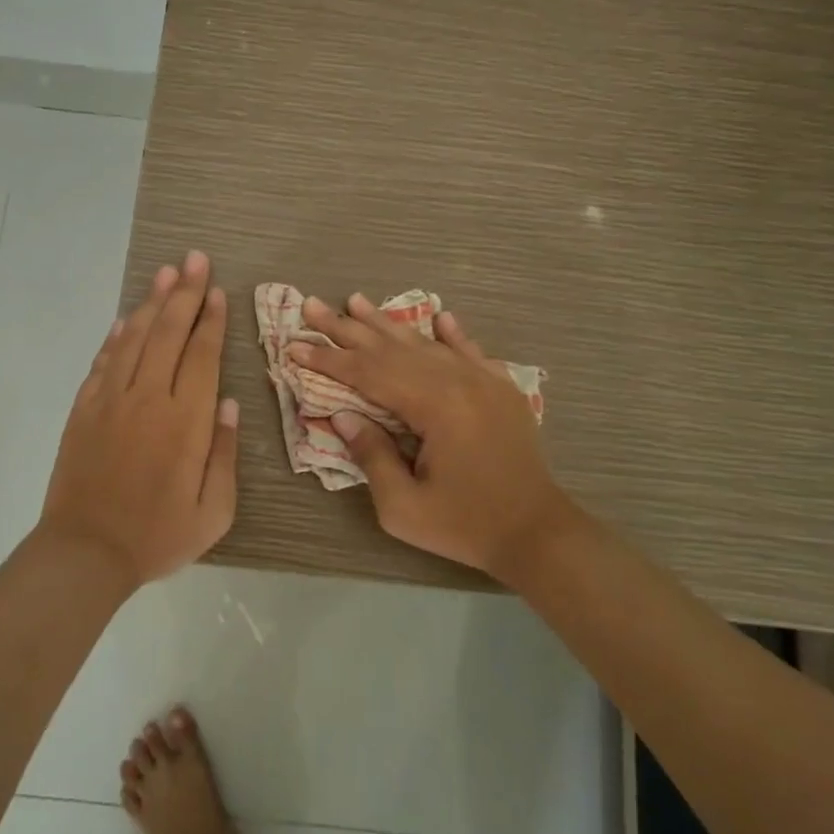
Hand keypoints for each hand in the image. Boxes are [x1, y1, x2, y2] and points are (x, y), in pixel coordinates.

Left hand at [39, 250, 239, 589]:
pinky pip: (104, 361)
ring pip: (135, 338)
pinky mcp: (84, 409)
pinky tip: (128, 319)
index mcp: (185, 421)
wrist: (85, 552)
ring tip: (166, 273)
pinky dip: (117, 336)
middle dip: (184, 293)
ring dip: (152, 303)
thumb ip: (224, 452)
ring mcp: (111, 400)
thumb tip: (227, 402)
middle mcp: (148, 399)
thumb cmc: (158, 536)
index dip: (210, 319)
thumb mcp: (214, 510)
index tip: (216, 291)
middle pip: (169, 333)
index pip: (201, 355)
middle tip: (195, 260)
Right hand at [289, 294, 579, 577]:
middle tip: (311, 305)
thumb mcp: (403, 506)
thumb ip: (371, 456)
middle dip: (347, 329)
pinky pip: (471, 351)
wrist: (539, 532)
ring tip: (356, 300)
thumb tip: (341, 415)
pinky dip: (452, 334)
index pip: (368, 374)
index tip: (294, 345)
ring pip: (425, 343)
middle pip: (391, 348)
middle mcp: (458, 381)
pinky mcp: (501, 390)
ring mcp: (483, 381)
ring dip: (388, 322)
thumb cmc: (465, 525)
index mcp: (434, 406)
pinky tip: (439, 316)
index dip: (328, 360)